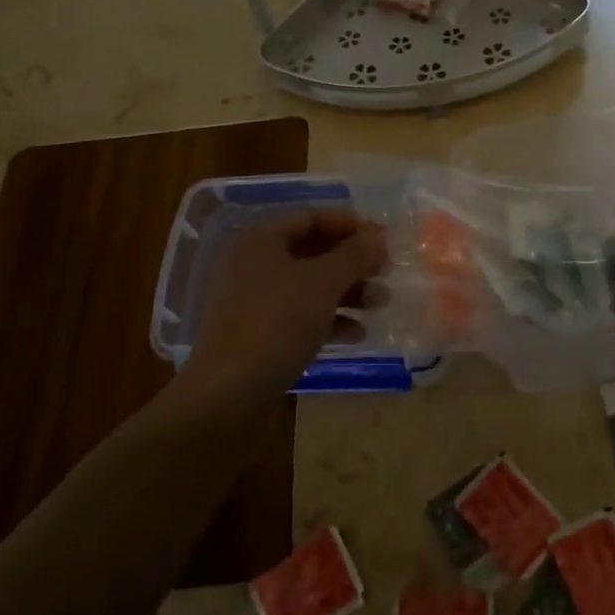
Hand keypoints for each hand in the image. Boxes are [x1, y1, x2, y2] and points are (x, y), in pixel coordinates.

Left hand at [185, 208, 388, 400]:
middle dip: (352, 261)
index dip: (350, 224)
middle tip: (386, 271)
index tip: (385, 238)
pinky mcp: (258, 336)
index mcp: (261, 239)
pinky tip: (357, 334)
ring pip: (309, 286)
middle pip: (312, 251)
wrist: (227, 397)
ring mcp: (253, 302)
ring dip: (347, 292)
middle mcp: (253, 264)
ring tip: (381, 303)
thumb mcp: (323, 283)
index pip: (311, 217)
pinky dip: (329, 320)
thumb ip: (355, 255)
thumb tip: (379, 237)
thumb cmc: (276, 324)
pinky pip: (299, 316)